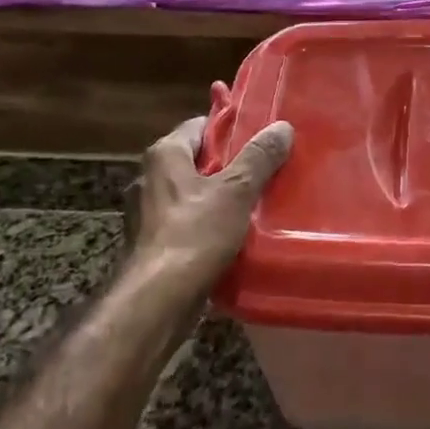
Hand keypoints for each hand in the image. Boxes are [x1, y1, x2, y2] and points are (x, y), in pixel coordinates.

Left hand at [126, 83, 293, 304]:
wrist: (155, 302)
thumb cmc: (193, 235)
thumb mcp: (236, 191)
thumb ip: (259, 158)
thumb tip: (282, 126)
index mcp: (164, 155)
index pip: (201, 126)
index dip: (231, 130)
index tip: (261, 137)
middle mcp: (150, 178)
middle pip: (198, 161)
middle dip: (231, 167)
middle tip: (268, 171)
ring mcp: (147, 214)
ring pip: (194, 195)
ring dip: (222, 199)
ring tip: (258, 205)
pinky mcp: (152, 244)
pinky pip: (187, 224)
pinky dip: (209, 226)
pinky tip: (236, 237)